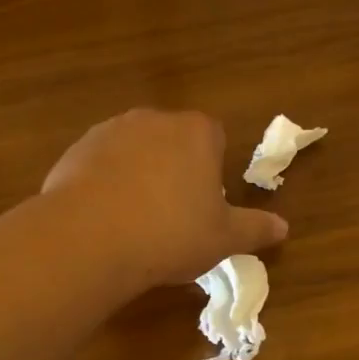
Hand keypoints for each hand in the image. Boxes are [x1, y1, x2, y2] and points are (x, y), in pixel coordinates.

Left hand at [42, 109, 288, 289]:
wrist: (90, 239)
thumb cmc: (171, 234)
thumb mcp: (223, 239)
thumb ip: (255, 228)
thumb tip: (283, 228)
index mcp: (196, 132)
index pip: (214, 137)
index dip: (213, 169)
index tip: (206, 203)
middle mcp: (153, 120)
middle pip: (172, 140)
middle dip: (175, 169)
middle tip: (173, 214)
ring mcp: (109, 131)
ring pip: (134, 151)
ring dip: (138, 175)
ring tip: (135, 220)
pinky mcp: (75, 150)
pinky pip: (100, 165)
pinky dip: (105, 184)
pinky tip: (104, 219)